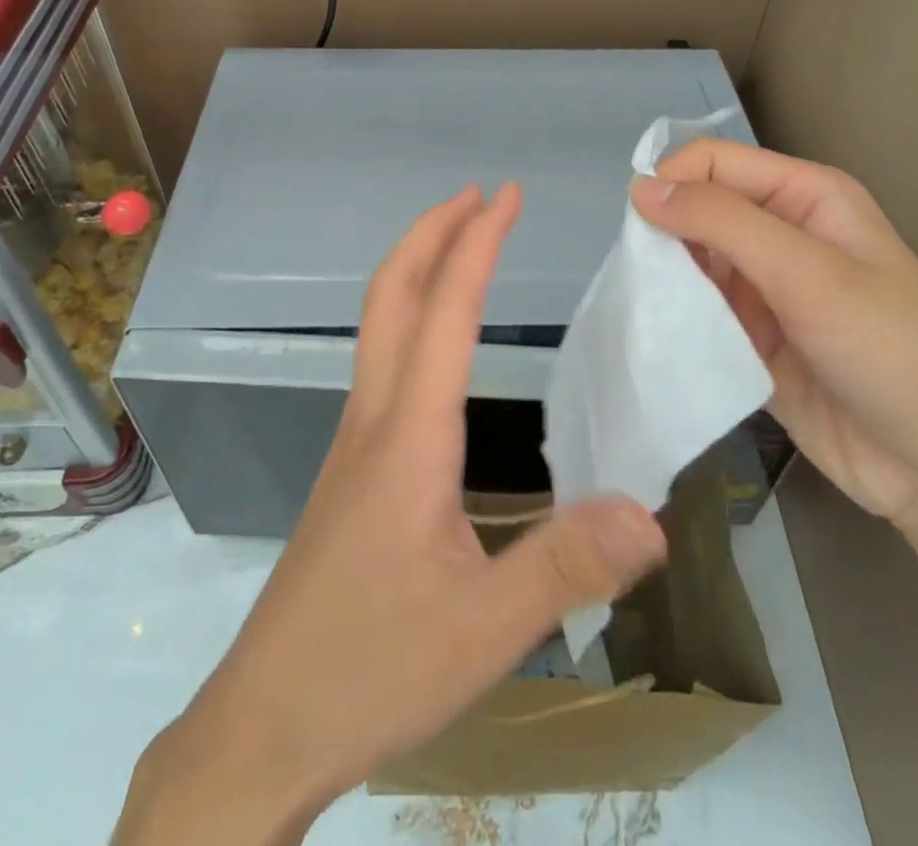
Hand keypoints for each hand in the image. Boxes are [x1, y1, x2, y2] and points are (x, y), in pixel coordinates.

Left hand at [119, 183, 667, 843]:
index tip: (504, 195)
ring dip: (418, 268)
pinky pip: (382, 361)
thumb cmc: (369, 669)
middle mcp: (375, 418)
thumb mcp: (482, 629)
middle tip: (476, 196)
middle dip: (432, 232)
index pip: (445, 312)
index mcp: (409, 435)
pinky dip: (411, 315)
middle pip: (391, 295)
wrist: (265, 722)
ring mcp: (356, 440)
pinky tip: (436, 345)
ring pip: (378, 325)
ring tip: (460, 246)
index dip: (476, 244)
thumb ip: (567, 567)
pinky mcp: (353, 468)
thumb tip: (652, 515)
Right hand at [632, 139, 917, 524]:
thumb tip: (639, 187)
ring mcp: (765, 286)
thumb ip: (721, 222)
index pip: (715, 162)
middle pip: (698, 208)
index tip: (642, 230)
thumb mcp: (806, 273)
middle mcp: (782, 231)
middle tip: (649, 278)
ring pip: (690, 258)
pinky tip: (666, 337)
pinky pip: (698, 308)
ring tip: (655, 310)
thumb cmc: (887, 352)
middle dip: (665, 233)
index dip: (673, 182)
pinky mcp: (750, 334)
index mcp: (805, 195)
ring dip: (667, 278)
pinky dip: (677, 316)